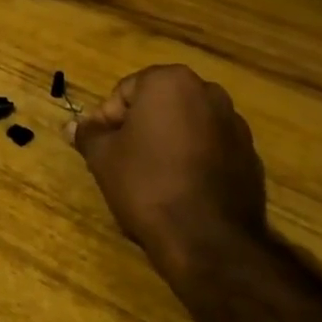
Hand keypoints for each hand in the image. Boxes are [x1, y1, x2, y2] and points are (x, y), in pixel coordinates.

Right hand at [66, 65, 266, 288]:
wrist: (208, 239)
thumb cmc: (147, 184)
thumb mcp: (103, 158)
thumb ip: (88, 134)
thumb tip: (71, 126)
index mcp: (171, 82)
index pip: (126, 91)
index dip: (108, 119)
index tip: (101, 148)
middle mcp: (209, 93)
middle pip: (159, 105)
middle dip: (139, 127)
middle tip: (121, 160)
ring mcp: (235, 125)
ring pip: (186, 126)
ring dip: (166, 143)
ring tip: (150, 178)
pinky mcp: (250, 157)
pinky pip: (210, 149)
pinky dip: (192, 160)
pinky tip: (179, 190)